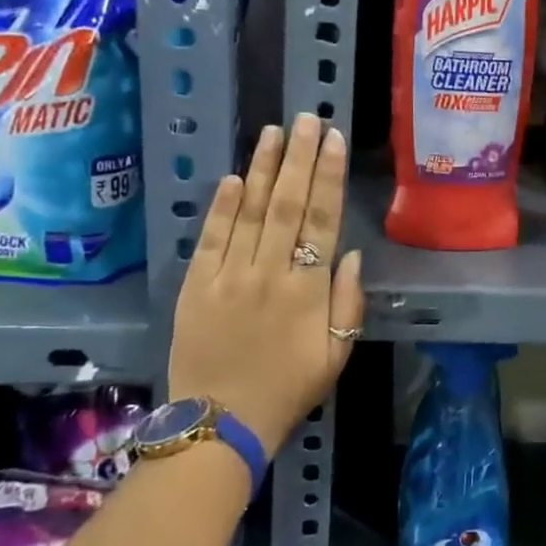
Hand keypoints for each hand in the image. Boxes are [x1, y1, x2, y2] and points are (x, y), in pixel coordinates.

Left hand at [168, 113, 364, 458]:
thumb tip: (350, 254)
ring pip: (249, 212)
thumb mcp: (337, 355)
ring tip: (274, 133)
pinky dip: (222, 206)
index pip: (322, 220)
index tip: (334, 141)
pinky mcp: (195, 287)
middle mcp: (269, 273)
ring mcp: (228, 277)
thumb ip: (348, 303)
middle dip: (299, 158)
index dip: (329, 176)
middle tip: (306, 119)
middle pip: (287, 205)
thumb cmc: (288, 390)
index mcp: (307, 290)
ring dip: (263, 169)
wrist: (220, 425)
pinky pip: (211, 238)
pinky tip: (235, 177)